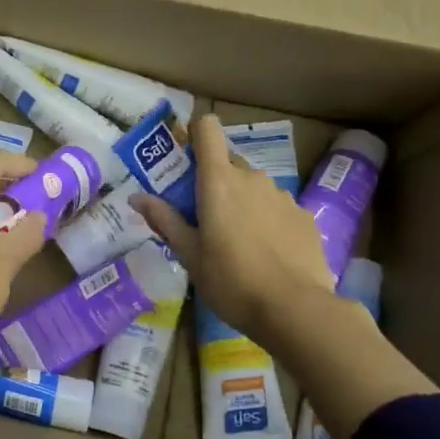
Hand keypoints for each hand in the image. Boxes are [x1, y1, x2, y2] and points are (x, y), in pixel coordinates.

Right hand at [130, 114, 335, 340]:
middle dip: (215, 181)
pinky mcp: (304, 216)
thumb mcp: (190, 255)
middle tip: (205, 218)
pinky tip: (268, 255)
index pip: (207, 129)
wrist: (295, 309)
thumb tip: (136, 197)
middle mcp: (252, 178)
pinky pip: (277, 207)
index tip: (186, 158)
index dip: (195, 134)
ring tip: (239, 243)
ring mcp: (282, 195)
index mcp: (219, 181)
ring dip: (243, 202)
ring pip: (254, 187)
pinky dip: (268, 221)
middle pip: (228, 162)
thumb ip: (165, 220)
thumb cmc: (231, 281)